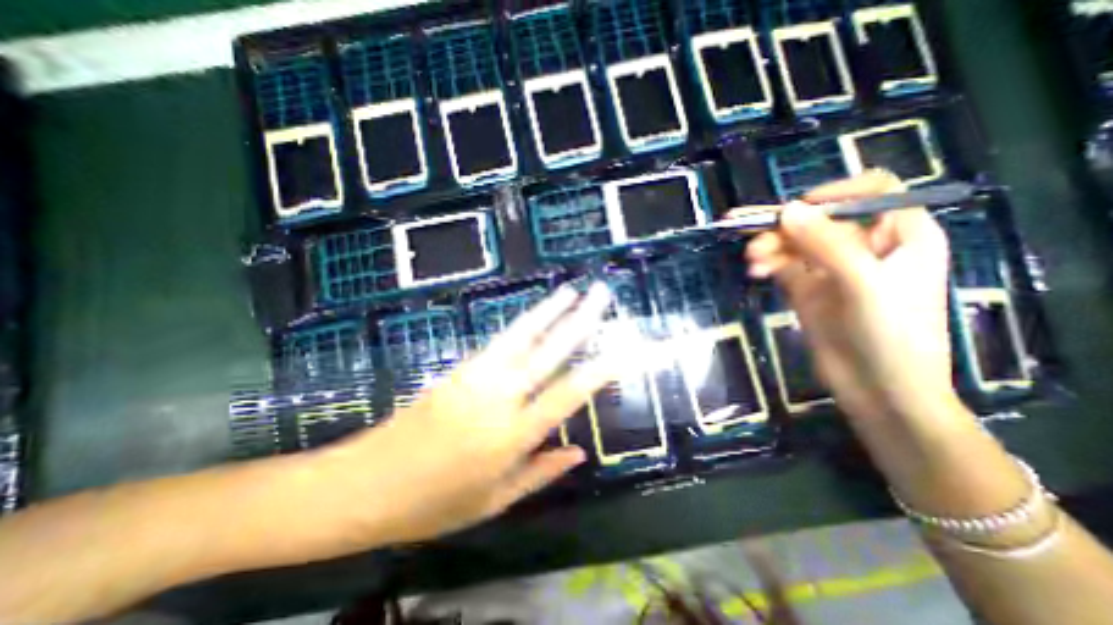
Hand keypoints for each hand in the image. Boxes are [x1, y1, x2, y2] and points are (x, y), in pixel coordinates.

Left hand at [317, 283, 613, 546]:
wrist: (364, 484)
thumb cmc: (432, 505)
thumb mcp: (494, 502)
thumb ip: (540, 472)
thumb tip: (579, 451)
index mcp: (511, 436)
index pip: (568, 394)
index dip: (600, 369)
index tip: (623, 349)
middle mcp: (499, 397)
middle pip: (548, 351)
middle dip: (580, 319)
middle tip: (601, 294)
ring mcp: (476, 377)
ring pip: (522, 335)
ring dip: (550, 310)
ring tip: (571, 291)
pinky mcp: (459, 369)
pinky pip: (500, 341)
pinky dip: (524, 324)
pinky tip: (536, 315)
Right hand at [742, 172, 952, 423]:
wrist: (878, 389)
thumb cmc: (890, 334)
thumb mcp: (863, 283)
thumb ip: (826, 244)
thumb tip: (786, 210)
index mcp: (900, 236)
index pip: (870, 193)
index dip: (835, 193)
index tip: (798, 209)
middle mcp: (865, 247)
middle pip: (820, 221)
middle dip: (786, 228)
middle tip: (754, 241)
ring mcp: (833, 270)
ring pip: (796, 244)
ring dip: (772, 247)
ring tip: (752, 261)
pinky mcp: (809, 290)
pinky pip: (784, 266)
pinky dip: (769, 264)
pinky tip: (756, 271)